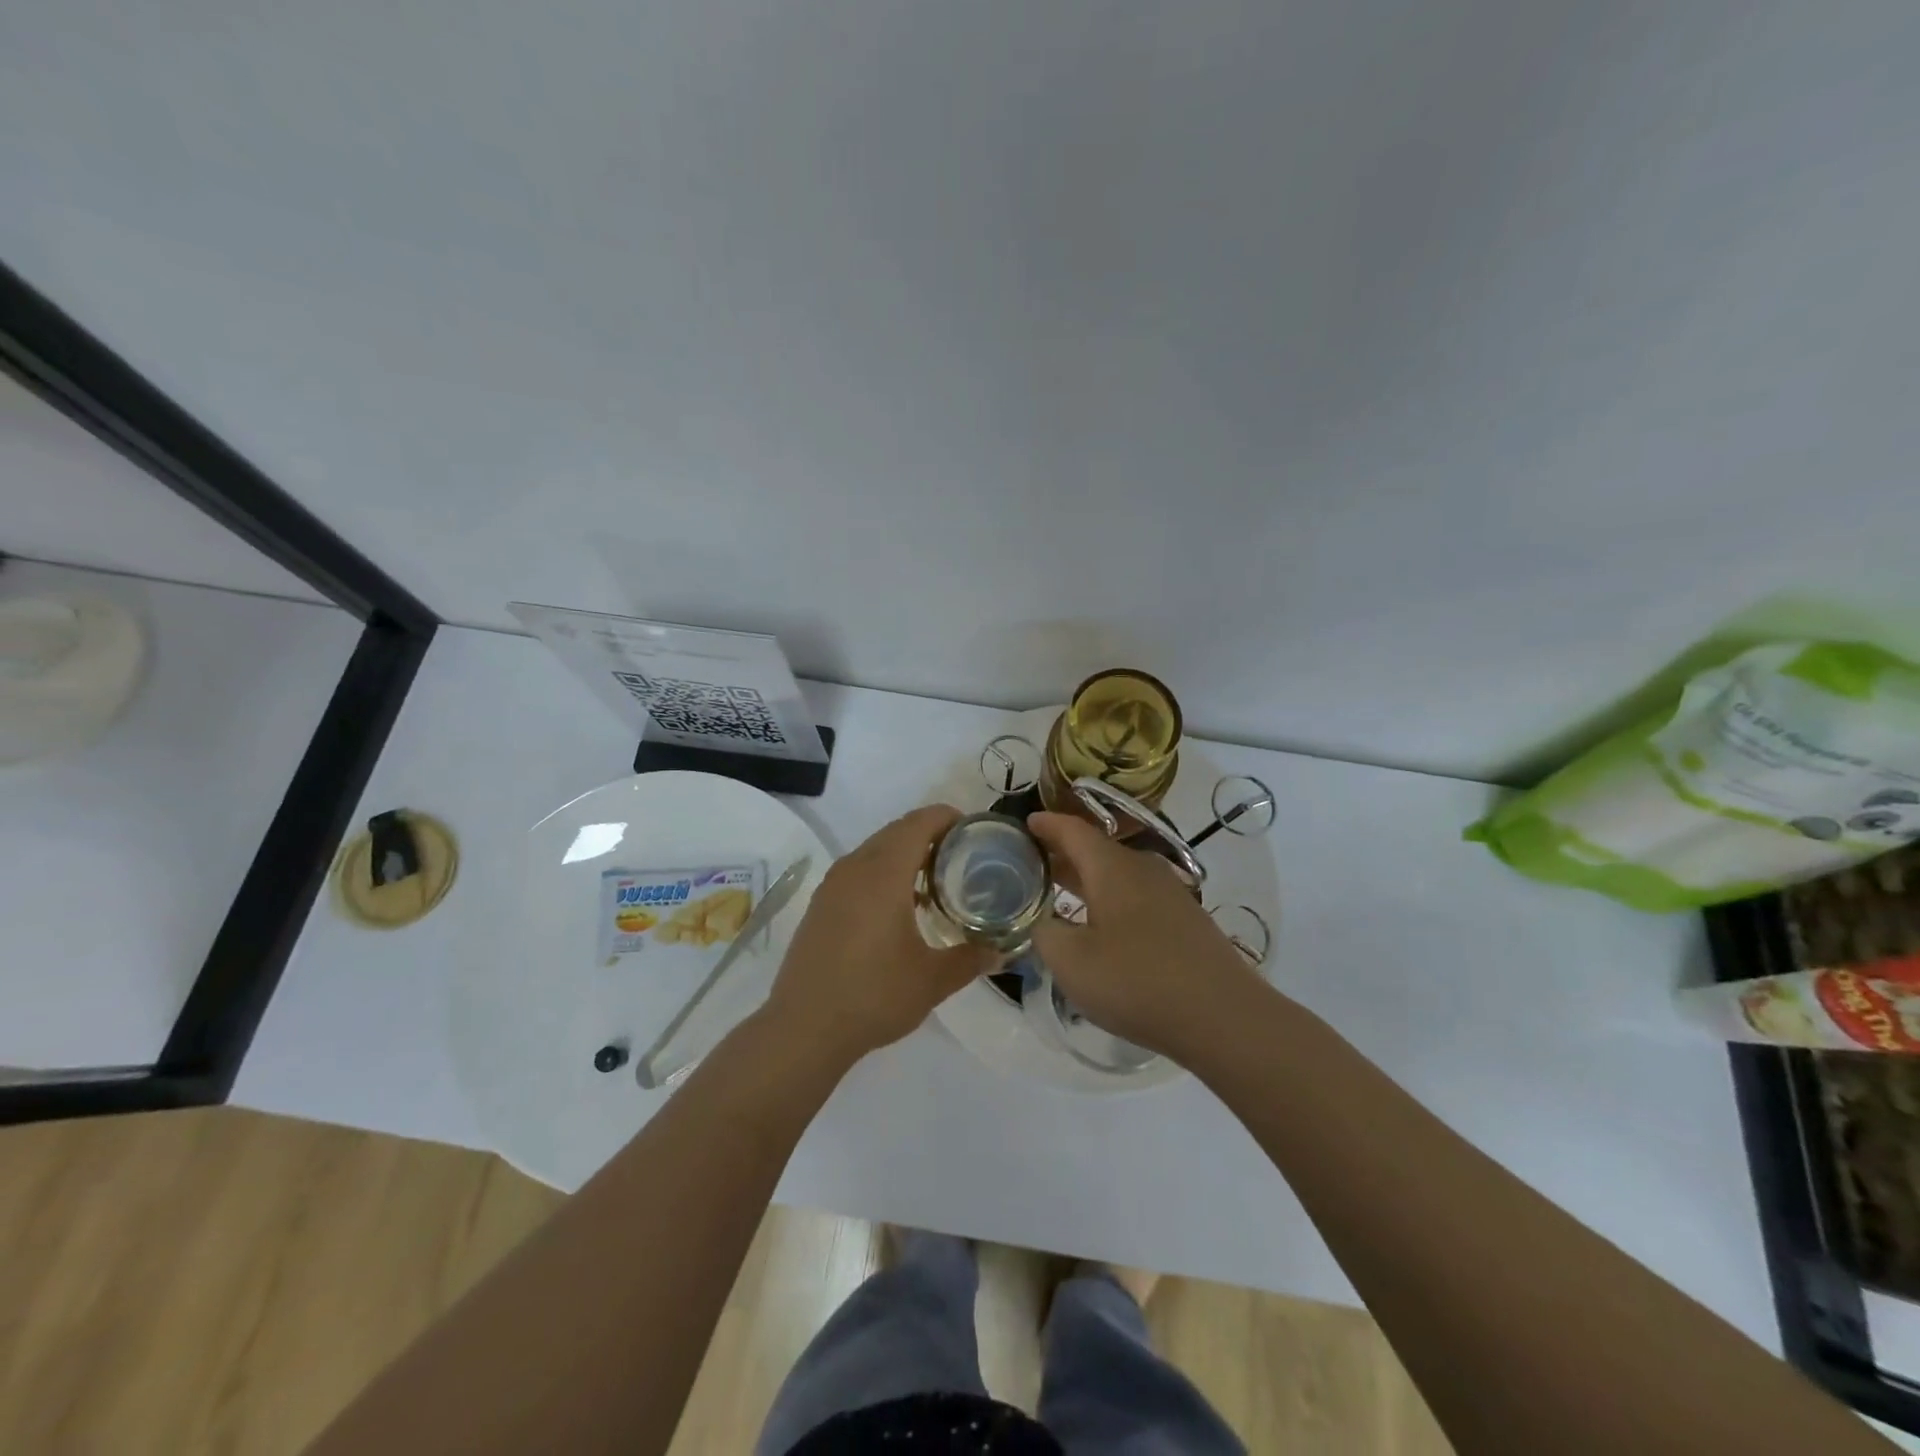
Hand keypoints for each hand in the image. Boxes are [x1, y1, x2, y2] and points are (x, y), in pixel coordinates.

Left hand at [762, 805, 995, 1065]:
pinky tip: (898, 907)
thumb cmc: (874, 995)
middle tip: (962, 856)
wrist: (804, 1028)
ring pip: (875, 849)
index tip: (974, 830)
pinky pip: (858, 870)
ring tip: (935, 882)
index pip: (919, 823)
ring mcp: (833, 885)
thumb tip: (1002, 952)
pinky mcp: (820, 904)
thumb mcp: (933, 980)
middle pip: (897, 831)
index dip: (947, 818)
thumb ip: (971, 959)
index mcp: (884, 873)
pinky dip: (883, 871)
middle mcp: (855, 868)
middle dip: (930, 834)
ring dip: (904, 853)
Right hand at [1029, 811, 1266, 1058]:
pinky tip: (1103, 925)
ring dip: (1088, 878)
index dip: (1047, 825)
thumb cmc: (1136, 980)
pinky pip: (1137, 895)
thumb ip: (1045, 933)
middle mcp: (1142, 869)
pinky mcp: (1186, 920)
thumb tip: (1044, 921)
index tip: (1027, 822)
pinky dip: (1111, 898)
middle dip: (1064, 853)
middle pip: (1097, 850)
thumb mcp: (1070, 962)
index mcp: (1111, 867)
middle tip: (1034, 860)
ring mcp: (1170, 893)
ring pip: (1119, 874)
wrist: (1222, 1016)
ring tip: (1062, 890)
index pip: (1073, 831)